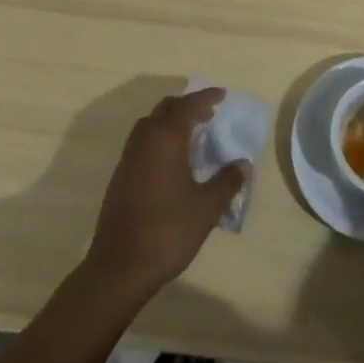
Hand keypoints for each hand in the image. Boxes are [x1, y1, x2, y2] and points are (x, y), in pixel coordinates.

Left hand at [87, 88, 244, 298]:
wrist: (119, 267)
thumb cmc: (167, 230)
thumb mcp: (207, 207)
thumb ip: (228, 181)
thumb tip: (244, 164)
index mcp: (166, 138)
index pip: (189, 106)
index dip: (206, 97)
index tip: (222, 95)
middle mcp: (145, 140)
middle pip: (166, 108)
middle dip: (187, 106)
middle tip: (208, 112)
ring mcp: (129, 158)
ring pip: (151, 124)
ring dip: (171, 121)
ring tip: (191, 133)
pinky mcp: (120, 176)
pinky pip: (143, 142)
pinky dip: (159, 138)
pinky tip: (171, 160)